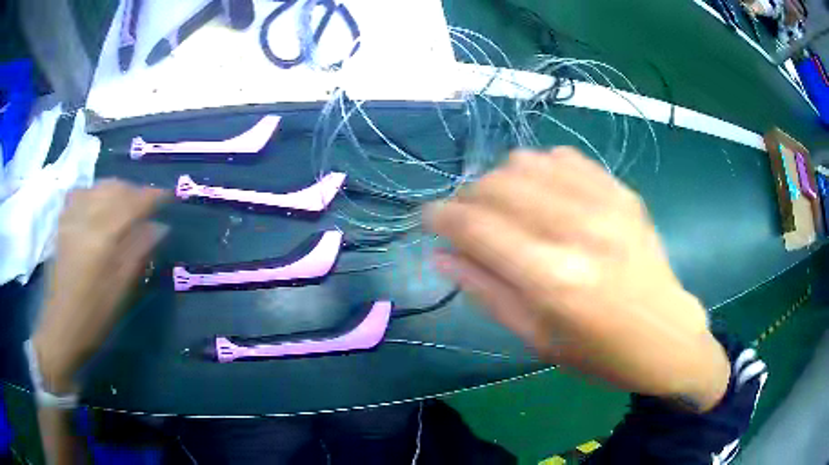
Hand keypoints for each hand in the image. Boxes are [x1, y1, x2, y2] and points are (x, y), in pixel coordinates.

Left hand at [33, 180, 167, 393]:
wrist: (60, 327)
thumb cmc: (94, 316)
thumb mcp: (121, 290)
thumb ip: (139, 253)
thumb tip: (159, 227)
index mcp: (103, 237)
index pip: (133, 203)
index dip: (153, 196)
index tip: (168, 197)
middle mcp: (86, 218)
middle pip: (115, 188)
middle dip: (135, 191)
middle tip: (148, 206)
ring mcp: (71, 218)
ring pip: (98, 187)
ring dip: (117, 190)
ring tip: (126, 204)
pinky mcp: (62, 223)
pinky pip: (81, 193)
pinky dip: (96, 193)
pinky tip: (99, 205)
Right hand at [424, 148, 729, 411]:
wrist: (666, 336)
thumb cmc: (600, 353)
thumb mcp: (536, 339)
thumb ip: (486, 292)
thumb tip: (441, 255)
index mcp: (552, 279)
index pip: (476, 226)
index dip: (441, 216)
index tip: (427, 217)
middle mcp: (577, 230)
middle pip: (497, 186)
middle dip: (467, 198)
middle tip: (466, 220)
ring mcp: (604, 203)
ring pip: (526, 162)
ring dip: (500, 180)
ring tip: (503, 206)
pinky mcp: (622, 192)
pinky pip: (564, 157)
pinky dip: (539, 169)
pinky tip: (542, 192)